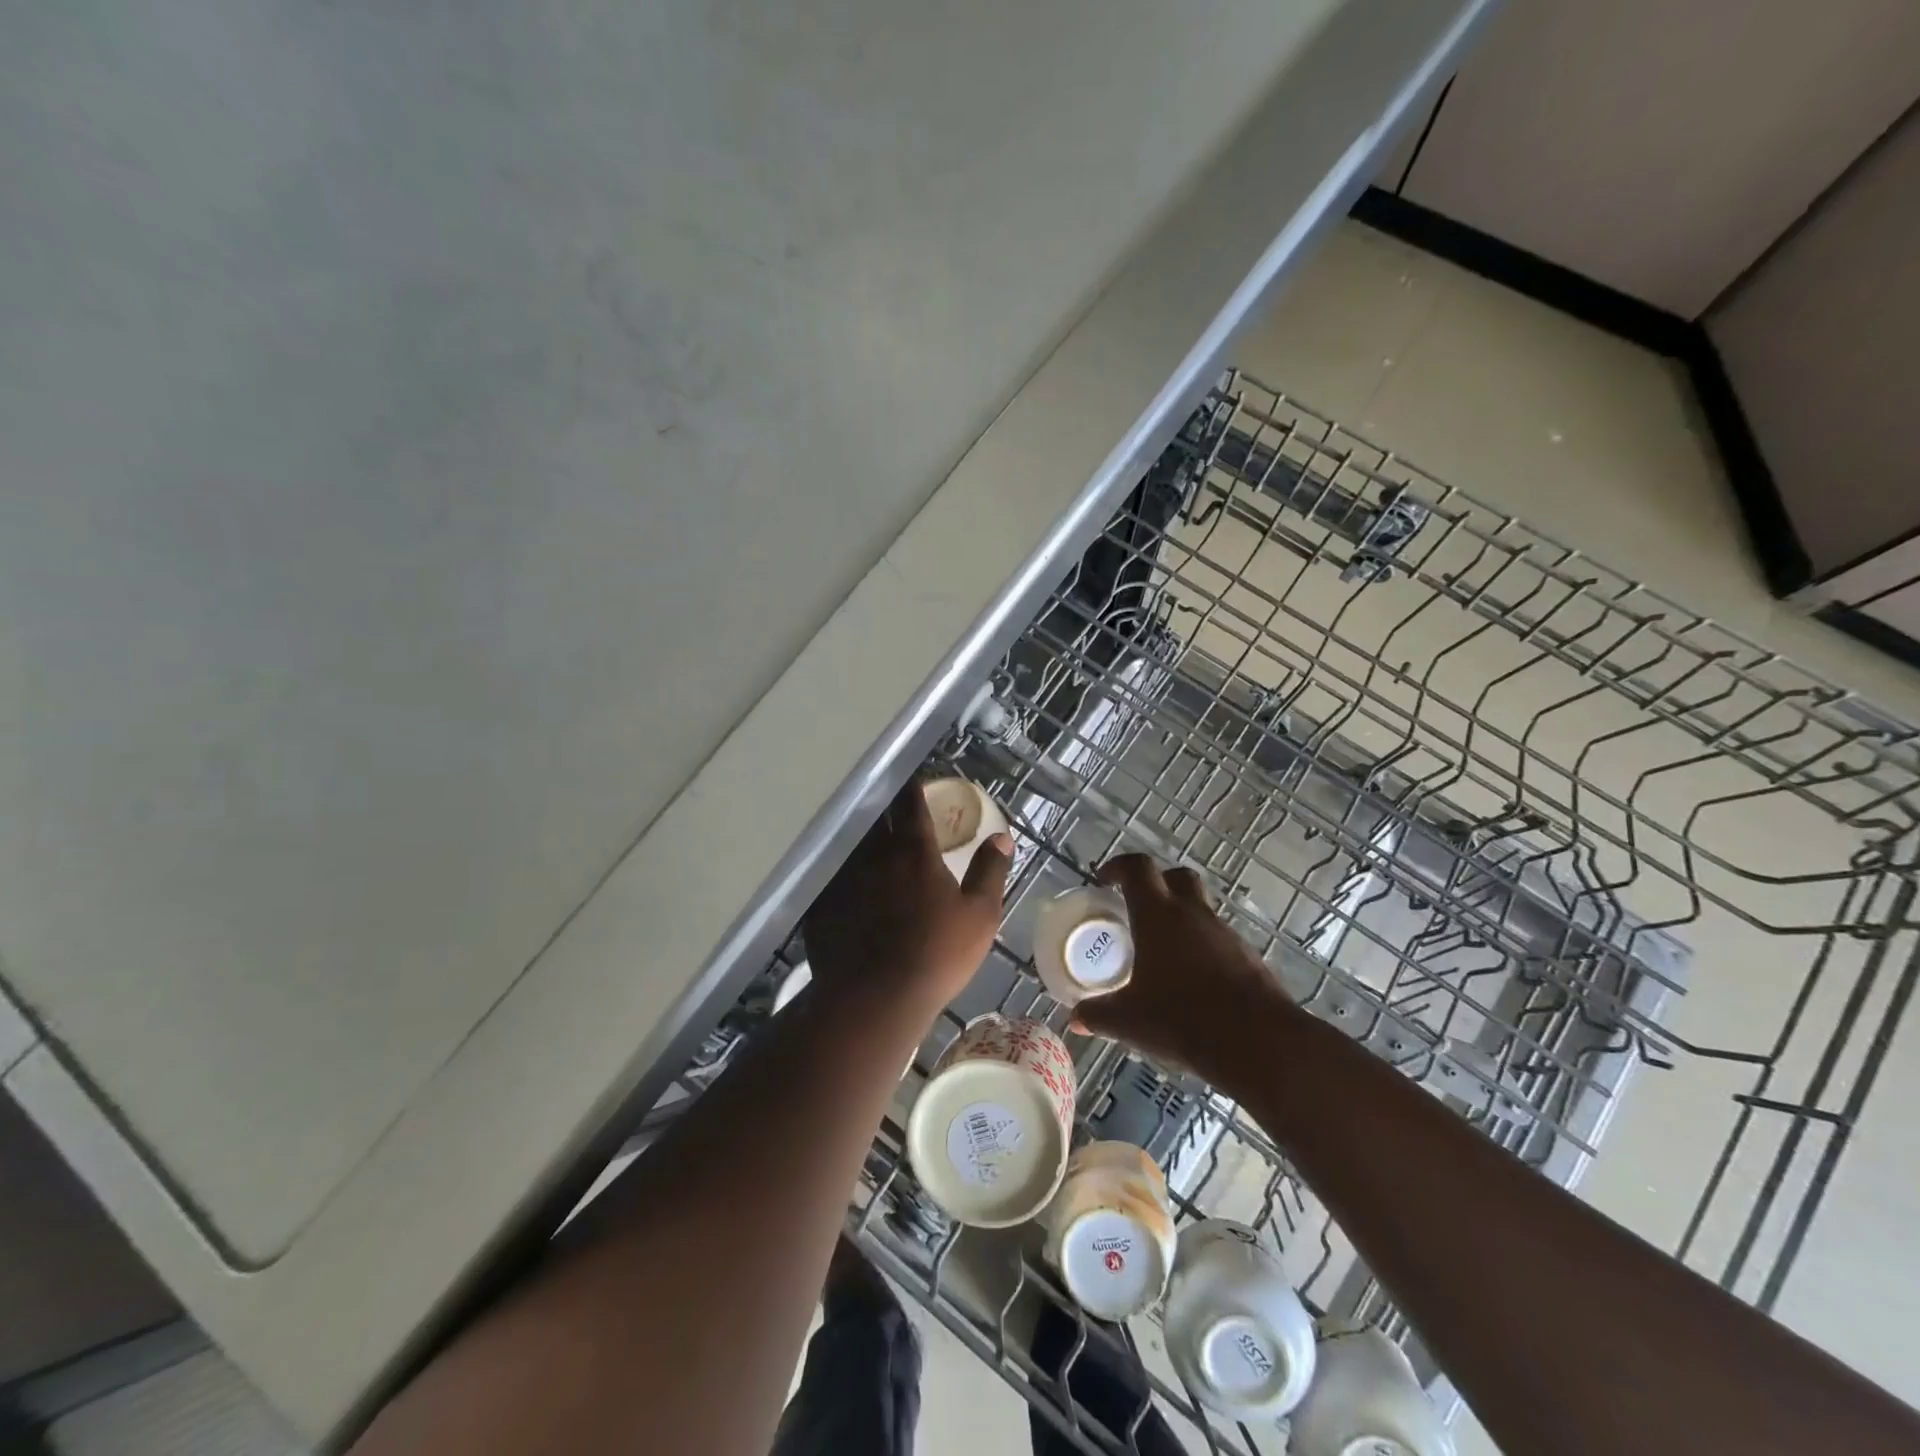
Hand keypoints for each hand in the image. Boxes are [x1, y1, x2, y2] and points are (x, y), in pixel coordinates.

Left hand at [804, 779, 1011, 1007]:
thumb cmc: (937, 955)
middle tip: (890, 805)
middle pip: (875, 818)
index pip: (910, 806)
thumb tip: (1002, 837)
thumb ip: (990, 871)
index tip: (914, 781)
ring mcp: (842, 878)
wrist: (876, 999)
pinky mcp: (820, 905)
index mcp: (913, 852)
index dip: (913, 790)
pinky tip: (842, 881)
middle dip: (883, 806)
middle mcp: (873, 855)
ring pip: (850, 845)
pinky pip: (829, 877)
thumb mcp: (980, 915)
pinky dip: (838, 872)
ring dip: (860, 837)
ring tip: (866, 838)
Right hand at [1070, 853, 1294, 1074]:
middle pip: (1176, 876)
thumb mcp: (1129, 1021)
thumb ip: (1098, 1015)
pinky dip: (1203, 947)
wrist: (1258, 1043)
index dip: (1118, 867)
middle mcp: (1193, 914)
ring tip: (1164, 951)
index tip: (1104, 879)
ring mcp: (1225, 933)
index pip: (1137, 868)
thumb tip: (1075, 1018)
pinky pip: (1219, 939)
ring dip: (1181, 918)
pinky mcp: (1249, 957)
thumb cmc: (1182, 1020)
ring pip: (1200, 908)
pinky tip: (1193, 980)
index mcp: (1158, 915)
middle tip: (1137, 906)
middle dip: (1156, 883)